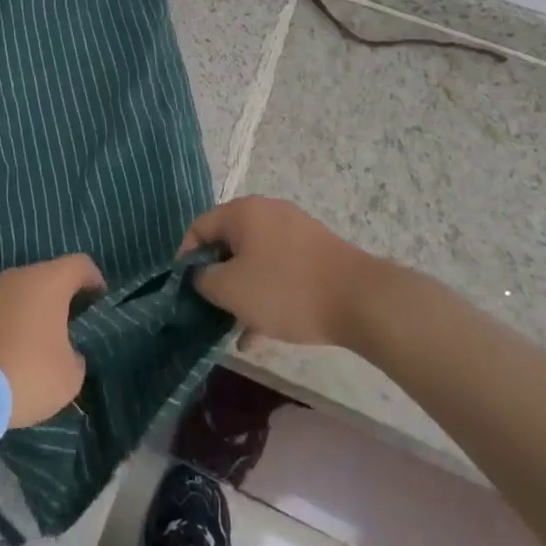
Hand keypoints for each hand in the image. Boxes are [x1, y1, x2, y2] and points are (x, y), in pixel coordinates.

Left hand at [0, 254, 104, 427]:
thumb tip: (66, 352)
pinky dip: (4, 326)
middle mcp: (17, 276)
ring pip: (18, 294)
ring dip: (29, 313)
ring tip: (33, 347)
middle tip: (67, 331)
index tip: (98, 304)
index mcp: (49, 281)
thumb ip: (75, 356)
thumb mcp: (70, 376)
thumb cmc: (26, 373)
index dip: (94, 281)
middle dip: (59, 300)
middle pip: (46, 278)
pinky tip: (5, 355)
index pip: (80, 264)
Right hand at [181, 196, 380, 346]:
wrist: (361, 300)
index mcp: (243, 212)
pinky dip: (267, 295)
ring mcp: (295, 231)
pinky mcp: (315, 253)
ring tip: (236, 330)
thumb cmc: (286, 290)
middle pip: (228, 244)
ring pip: (255, 261)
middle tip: (211, 310)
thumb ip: (203, 279)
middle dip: (217, 279)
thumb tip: (200, 275)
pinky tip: (261, 334)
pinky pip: (279, 270)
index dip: (185, 258)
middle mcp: (268, 212)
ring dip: (242, 292)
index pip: (199, 228)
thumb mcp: (231, 289)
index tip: (184, 290)